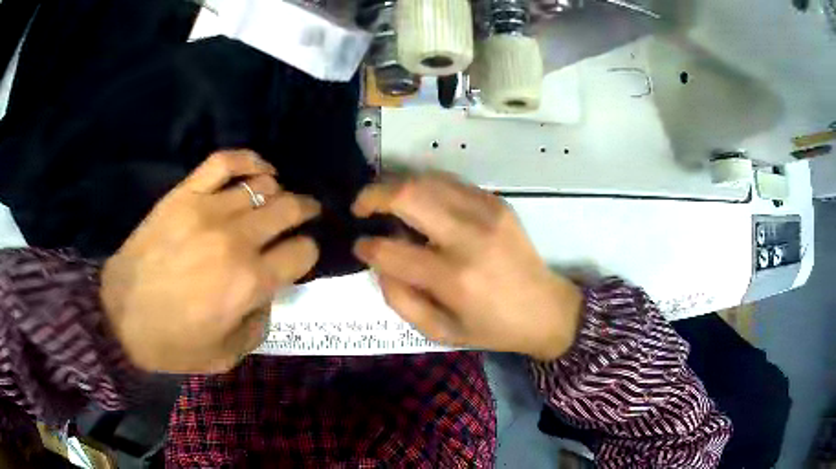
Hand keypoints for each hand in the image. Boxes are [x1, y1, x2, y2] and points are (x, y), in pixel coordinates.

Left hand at [101, 150, 320, 372]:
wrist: (121, 316)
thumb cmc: (173, 343)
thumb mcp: (227, 355)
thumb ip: (259, 325)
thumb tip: (267, 293)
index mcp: (251, 281)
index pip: (303, 252)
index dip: (308, 254)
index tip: (299, 259)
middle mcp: (237, 239)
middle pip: (290, 209)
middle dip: (306, 212)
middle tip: (306, 215)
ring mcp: (208, 210)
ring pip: (263, 184)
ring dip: (278, 192)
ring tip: (275, 200)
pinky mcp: (185, 195)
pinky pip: (224, 162)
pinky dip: (248, 160)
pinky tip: (259, 169)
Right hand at [352, 173, 582, 360]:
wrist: (546, 309)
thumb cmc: (492, 328)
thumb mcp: (440, 331)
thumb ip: (400, 299)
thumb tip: (378, 262)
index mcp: (454, 278)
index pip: (391, 250)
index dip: (366, 247)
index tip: (360, 246)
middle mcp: (469, 237)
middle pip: (408, 195)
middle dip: (372, 196)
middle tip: (360, 208)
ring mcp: (486, 212)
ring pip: (426, 179)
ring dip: (397, 186)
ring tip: (385, 202)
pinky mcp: (497, 202)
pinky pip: (449, 182)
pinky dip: (425, 186)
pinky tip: (419, 202)